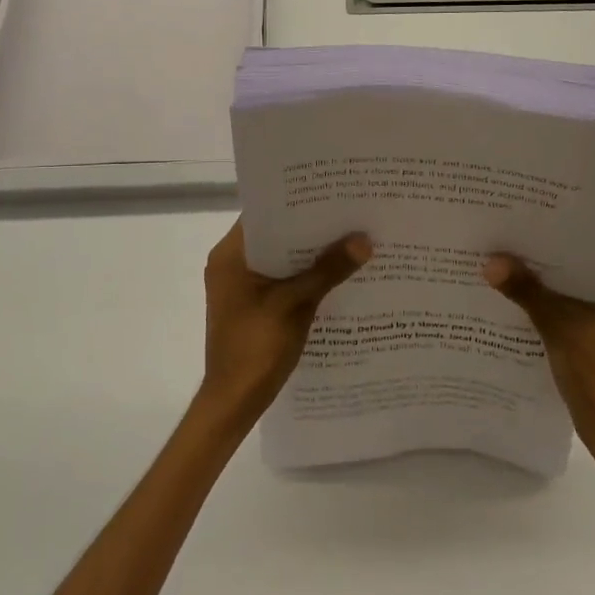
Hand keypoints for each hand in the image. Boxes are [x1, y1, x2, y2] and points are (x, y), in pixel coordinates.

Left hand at [200, 220, 371, 429]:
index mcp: (231, 255)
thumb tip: (364, 240)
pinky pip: (281, 280)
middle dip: (310, 230)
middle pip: (275, 236)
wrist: (234, 400)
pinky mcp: (253, 306)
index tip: (331, 194)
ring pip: (281, 260)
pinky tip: (336, 276)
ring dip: (309, 255)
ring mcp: (241, 287)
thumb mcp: (295, 304)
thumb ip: (327, 271)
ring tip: (350, 240)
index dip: (296, 203)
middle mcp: (231, 264)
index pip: (264, 214)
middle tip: (350, 214)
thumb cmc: (256, 347)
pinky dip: (304, 277)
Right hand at [484, 256, 594, 457]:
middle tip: (501, 246)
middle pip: (576, 273)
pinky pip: (567, 313)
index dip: (552, 242)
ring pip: (569, 294)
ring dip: (539, 289)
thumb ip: (527, 291)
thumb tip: (491, 261)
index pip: (588, 252)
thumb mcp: (560, 326)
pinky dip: (544, 310)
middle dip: (541, 265)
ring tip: (500, 269)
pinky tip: (512, 302)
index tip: (518, 228)